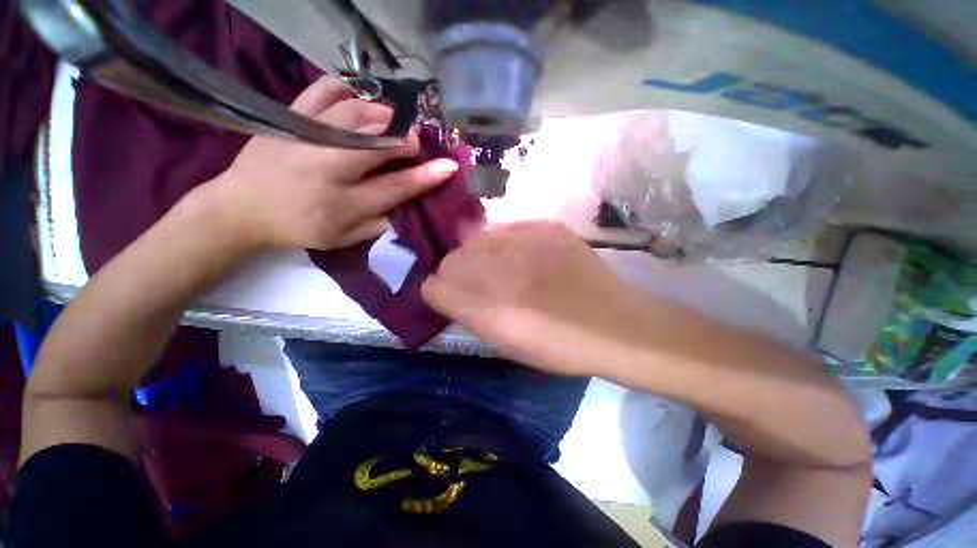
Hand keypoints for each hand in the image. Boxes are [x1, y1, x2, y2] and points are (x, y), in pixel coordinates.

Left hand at [204, 76, 458, 250]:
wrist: (240, 208)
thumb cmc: (299, 227)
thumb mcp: (344, 239)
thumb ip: (379, 224)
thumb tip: (408, 206)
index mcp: (344, 203)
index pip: (396, 186)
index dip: (426, 175)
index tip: (449, 165)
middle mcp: (327, 167)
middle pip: (378, 143)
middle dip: (405, 139)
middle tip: (416, 140)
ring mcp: (306, 137)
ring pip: (356, 114)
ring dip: (384, 115)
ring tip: (393, 122)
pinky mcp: (289, 118)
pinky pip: (322, 90)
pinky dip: (346, 88)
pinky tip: (360, 97)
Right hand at [422, 221, 646, 376]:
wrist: (614, 323)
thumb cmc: (557, 347)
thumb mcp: (504, 343)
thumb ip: (470, 315)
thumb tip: (451, 293)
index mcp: (484, 308)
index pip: (432, 286)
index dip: (439, 293)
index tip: (452, 297)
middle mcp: (497, 269)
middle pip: (450, 258)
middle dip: (457, 272)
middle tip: (480, 283)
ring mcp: (522, 241)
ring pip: (474, 237)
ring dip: (480, 253)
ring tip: (502, 265)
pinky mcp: (545, 226)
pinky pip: (507, 227)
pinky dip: (507, 241)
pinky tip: (526, 254)